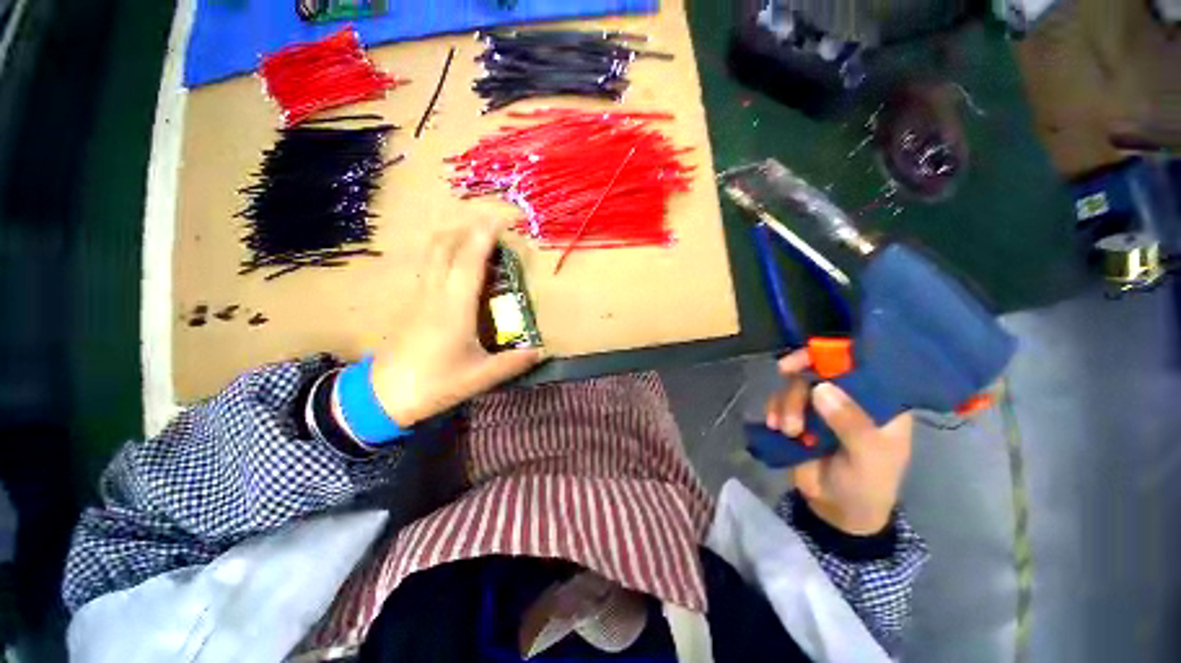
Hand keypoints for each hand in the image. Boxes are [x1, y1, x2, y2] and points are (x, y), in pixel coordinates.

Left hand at [369, 221, 542, 426]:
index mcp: (454, 308)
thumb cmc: (434, 384)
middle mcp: (435, 293)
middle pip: (446, 246)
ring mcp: (421, 295)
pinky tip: (456, 257)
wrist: (384, 395)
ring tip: (477, 232)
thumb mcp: (480, 377)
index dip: (484, 237)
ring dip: (454, 235)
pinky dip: (445, 250)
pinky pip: (430, 264)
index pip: (469, 262)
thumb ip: (514, 362)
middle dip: (468, 227)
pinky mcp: (414, 301)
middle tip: (492, 222)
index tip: (500, 219)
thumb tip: (541, 351)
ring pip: (433, 252)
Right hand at [765, 350, 912, 534]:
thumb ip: (851, 423)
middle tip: (783, 373)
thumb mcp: (868, 457)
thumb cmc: (867, 484)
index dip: (835, 353)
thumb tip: (821, 388)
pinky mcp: (798, 417)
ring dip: (786, 402)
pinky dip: (775, 409)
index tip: (811, 355)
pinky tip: (776, 427)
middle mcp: (849, 397)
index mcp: (878, 402)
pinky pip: (780, 401)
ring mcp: (820, 407)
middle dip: (800, 380)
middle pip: (819, 371)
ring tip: (787, 430)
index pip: (860, 365)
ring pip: (796, 386)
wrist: (837, 511)